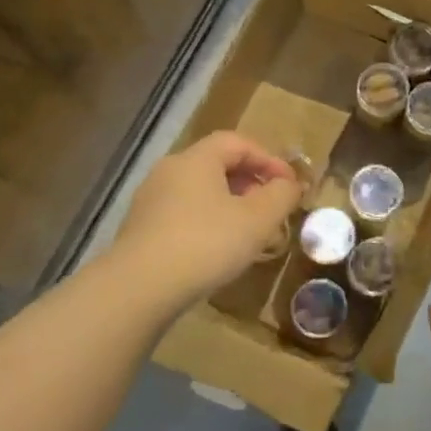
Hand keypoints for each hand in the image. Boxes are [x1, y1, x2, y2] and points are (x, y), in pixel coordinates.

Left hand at [116, 132, 301, 305]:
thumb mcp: (257, 219)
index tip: (290, 185)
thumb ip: (281, 196)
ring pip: (200, 191)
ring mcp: (150, 200)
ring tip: (249, 232)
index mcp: (196, 159)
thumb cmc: (205, 243)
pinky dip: (207, 222)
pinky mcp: (141, 229)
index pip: (238, 143)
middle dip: (250, 183)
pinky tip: (217, 250)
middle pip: (217, 164)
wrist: (139, 288)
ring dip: (230, 205)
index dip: (269, 159)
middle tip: (271, 209)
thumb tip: (291, 185)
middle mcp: (169, 170)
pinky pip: (183, 213)